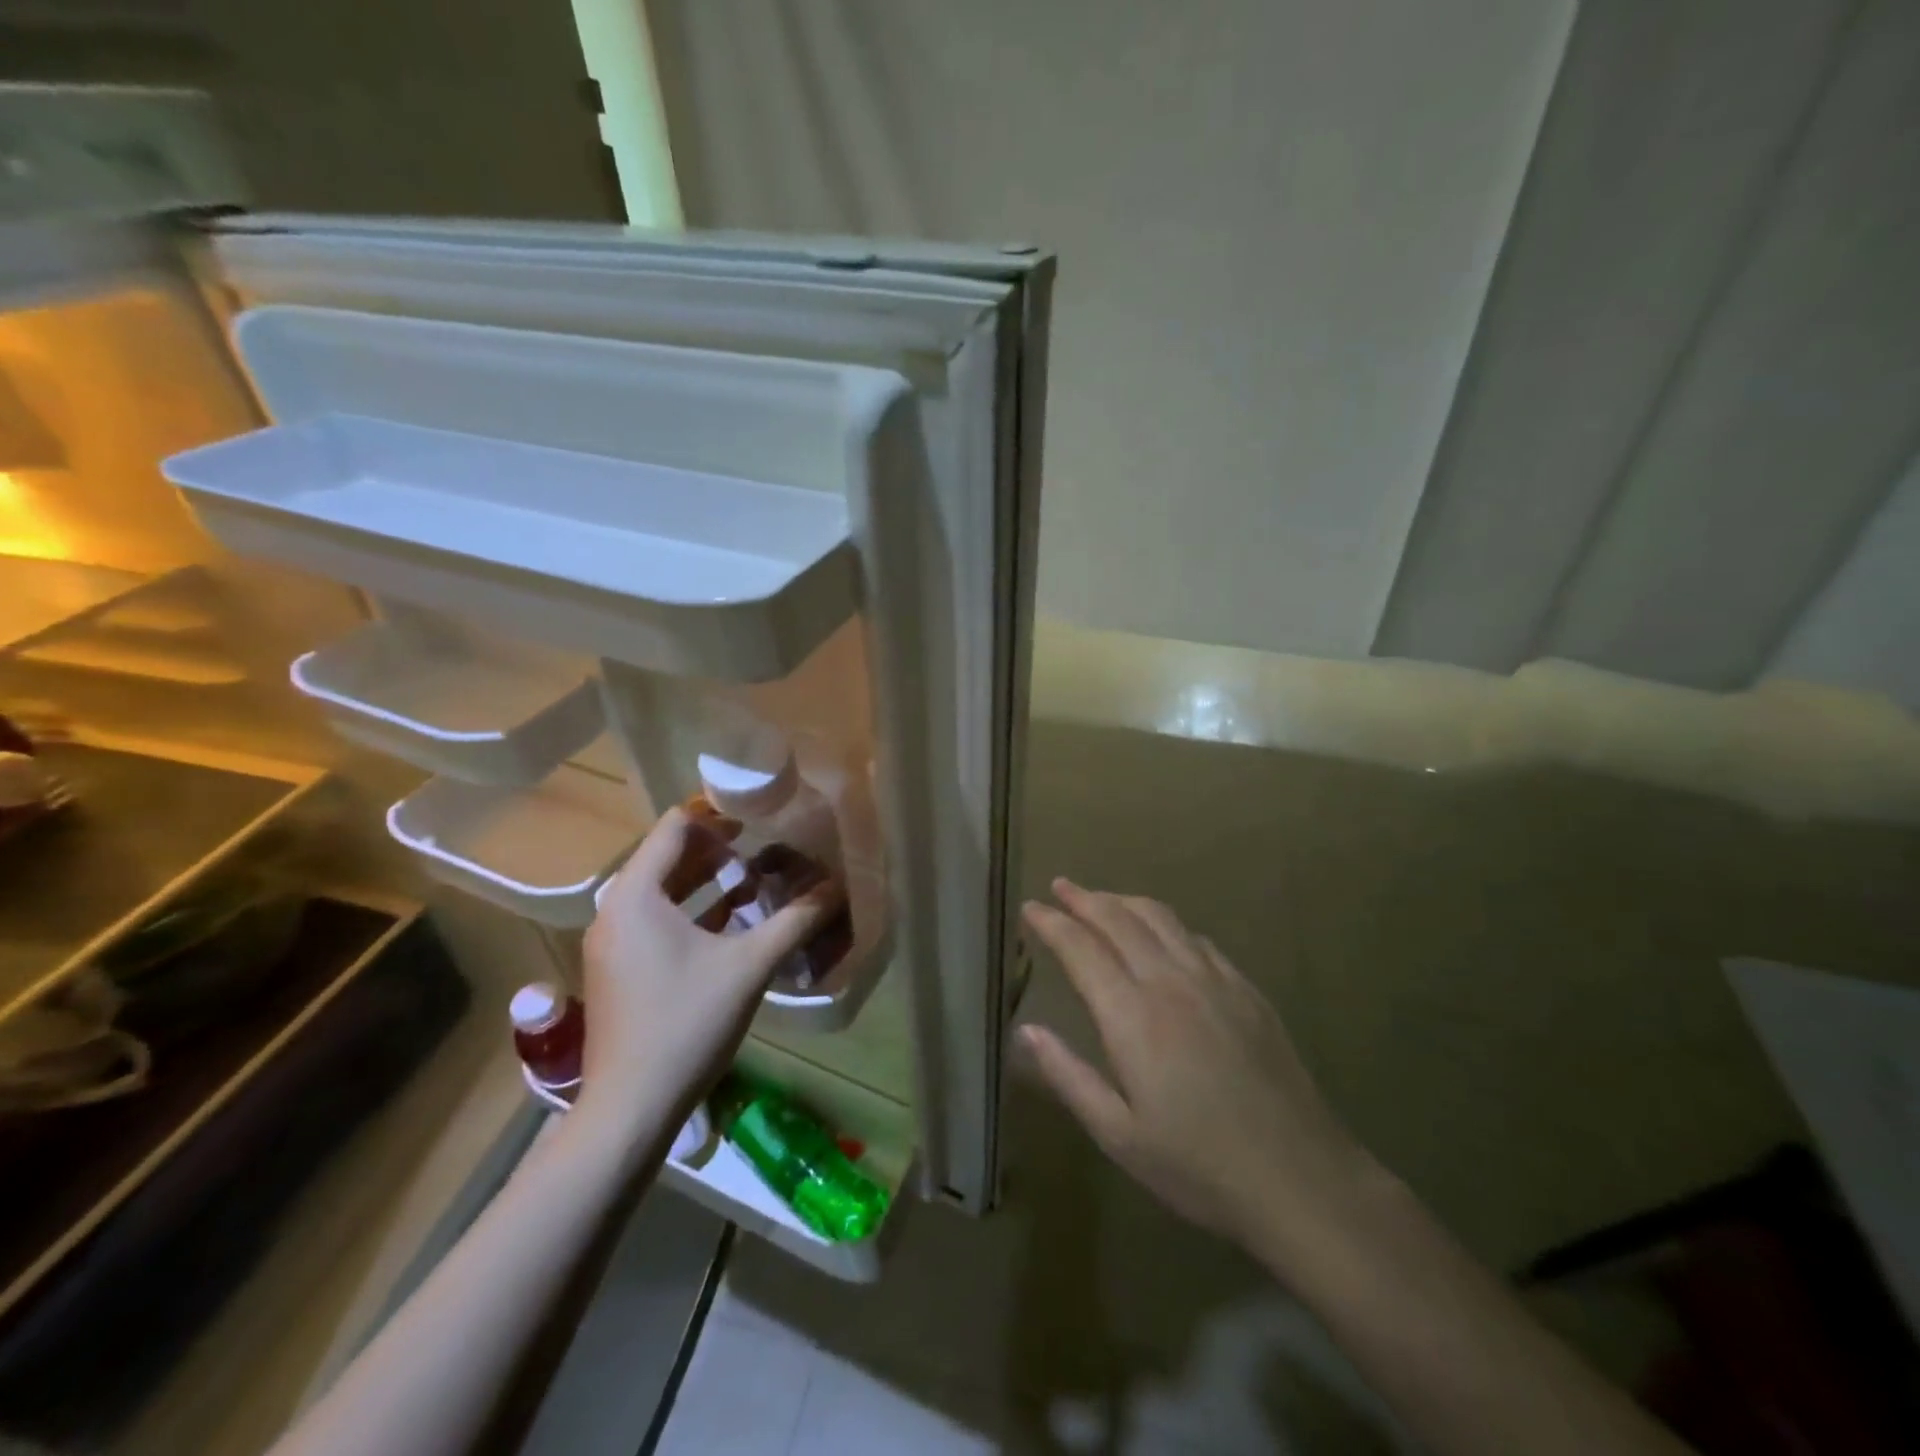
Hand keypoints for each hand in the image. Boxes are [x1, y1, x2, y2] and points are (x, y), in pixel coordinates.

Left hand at [575, 807, 832, 1140]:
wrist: (630, 1108)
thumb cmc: (687, 1023)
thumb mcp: (749, 965)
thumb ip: (795, 920)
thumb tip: (838, 887)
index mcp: (636, 896)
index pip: (674, 828)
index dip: (716, 815)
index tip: (757, 816)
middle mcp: (615, 911)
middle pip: (666, 857)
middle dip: (716, 850)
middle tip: (763, 846)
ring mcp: (612, 943)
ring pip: (661, 892)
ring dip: (706, 881)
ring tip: (754, 880)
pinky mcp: (618, 970)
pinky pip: (655, 920)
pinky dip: (691, 911)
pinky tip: (731, 923)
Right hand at [1021, 879, 1381, 1268]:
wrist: (1300, 1178)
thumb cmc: (1198, 1166)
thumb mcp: (1119, 1135)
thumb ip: (1068, 1076)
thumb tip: (1026, 1031)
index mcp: (1132, 1016)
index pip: (1081, 948)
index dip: (1052, 923)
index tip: (1030, 907)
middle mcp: (1170, 982)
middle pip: (1119, 919)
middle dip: (1084, 898)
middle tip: (1059, 886)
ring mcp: (1214, 980)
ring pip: (1161, 918)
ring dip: (1124, 901)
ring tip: (1101, 898)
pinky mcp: (1246, 990)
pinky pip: (1197, 939)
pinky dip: (1167, 924)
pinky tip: (1163, 934)